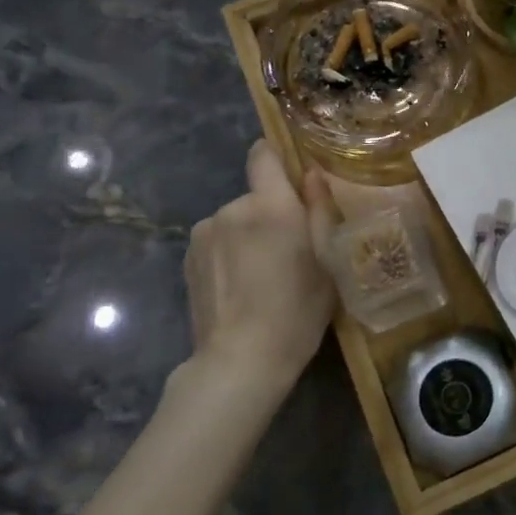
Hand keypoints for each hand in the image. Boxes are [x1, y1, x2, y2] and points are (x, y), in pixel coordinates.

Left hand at [176, 140, 337, 388]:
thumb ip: (321, 210)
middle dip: (273, 214)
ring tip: (264, 275)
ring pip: (236, 221)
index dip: (278, 158)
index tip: (294, 180)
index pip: (263, 154)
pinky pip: (218, 241)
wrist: (241, 361)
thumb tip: (312, 174)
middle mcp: (231, 209)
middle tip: (291, 252)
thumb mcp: (328, 261)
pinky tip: (241, 287)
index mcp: (270, 205)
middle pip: (256, 196)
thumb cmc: (297, 310)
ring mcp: (204, 233)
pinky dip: (230, 254)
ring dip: (250, 236)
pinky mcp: (187, 258)